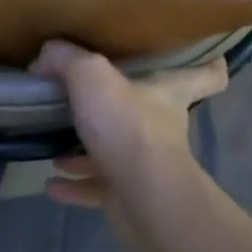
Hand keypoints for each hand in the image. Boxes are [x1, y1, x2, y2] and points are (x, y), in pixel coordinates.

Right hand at [33, 40, 225, 244]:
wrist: (143, 197)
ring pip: (117, 151)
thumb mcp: (91, 75)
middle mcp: (162, 127)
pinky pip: (97, 187)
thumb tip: (43, 59)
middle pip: (151, 112)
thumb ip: (66, 59)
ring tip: (56, 147)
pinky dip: (74, 185)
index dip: (208, 63)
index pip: (206, 74)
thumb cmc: (128, 125)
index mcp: (167, 92)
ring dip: (87, 151)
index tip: (206, 54)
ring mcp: (146, 164)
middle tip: (91, 98)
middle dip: (124, 107)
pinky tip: (51, 183)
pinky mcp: (128, 197)